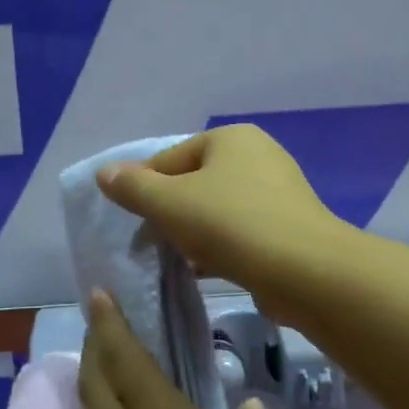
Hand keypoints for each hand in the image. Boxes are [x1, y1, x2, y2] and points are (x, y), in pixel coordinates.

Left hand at [78, 289, 282, 408]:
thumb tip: (248, 407)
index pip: (125, 358)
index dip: (109, 324)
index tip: (97, 294)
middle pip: (97, 379)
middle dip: (93, 344)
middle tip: (98, 319)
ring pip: (95, 405)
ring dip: (93, 373)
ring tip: (104, 355)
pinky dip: (103, 404)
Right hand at [95, 125, 344, 318]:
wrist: (304, 270)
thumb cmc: (231, 225)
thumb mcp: (170, 203)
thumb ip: (133, 187)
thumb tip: (104, 172)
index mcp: (230, 138)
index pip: (169, 159)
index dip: (144, 191)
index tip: (133, 225)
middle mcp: (257, 155)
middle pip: (194, 183)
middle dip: (170, 214)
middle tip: (153, 245)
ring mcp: (277, 192)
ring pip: (217, 210)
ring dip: (193, 234)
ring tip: (178, 260)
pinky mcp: (287, 226)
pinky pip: (240, 232)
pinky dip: (220, 247)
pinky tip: (206, 270)